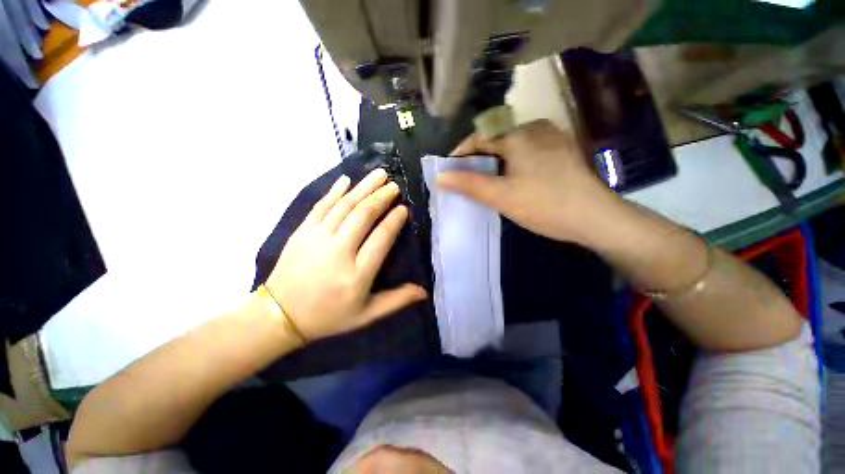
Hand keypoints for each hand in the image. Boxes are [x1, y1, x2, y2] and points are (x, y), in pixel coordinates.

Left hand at [265, 169, 426, 340]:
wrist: (279, 316)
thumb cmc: (328, 317)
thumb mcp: (366, 315)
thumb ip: (396, 300)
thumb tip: (424, 291)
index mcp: (357, 275)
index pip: (381, 239)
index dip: (394, 221)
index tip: (404, 209)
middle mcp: (338, 252)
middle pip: (363, 216)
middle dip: (381, 197)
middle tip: (394, 185)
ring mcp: (317, 239)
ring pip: (344, 206)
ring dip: (363, 187)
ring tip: (379, 174)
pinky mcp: (301, 232)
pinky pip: (321, 206)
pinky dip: (334, 191)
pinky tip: (346, 179)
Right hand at [438, 119, 614, 243]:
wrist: (595, 216)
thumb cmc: (544, 204)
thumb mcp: (501, 196)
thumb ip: (469, 185)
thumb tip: (440, 177)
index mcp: (518, 135)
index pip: (479, 138)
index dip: (461, 154)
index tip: (450, 170)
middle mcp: (535, 128)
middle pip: (495, 140)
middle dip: (478, 159)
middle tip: (468, 179)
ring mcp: (552, 137)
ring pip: (512, 145)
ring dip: (496, 160)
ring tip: (488, 180)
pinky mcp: (563, 149)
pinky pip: (528, 150)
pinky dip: (513, 161)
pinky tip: (513, 177)